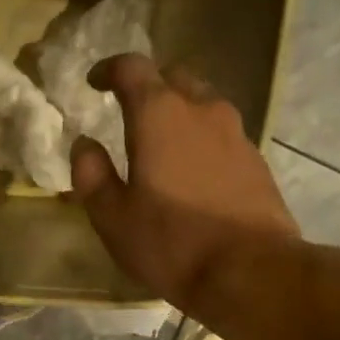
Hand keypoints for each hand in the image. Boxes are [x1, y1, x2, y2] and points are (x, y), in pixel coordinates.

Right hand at [70, 54, 299, 314]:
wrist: (250, 270)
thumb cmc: (170, 242)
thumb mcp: (113, 217)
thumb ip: (91, 174)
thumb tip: (84, 145)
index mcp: (159, 115)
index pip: (132, 68)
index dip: (109, 70)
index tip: (94, 82)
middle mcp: (202, 110)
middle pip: (173, 78)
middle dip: (148, 86)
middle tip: (128, 110)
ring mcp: (235, 133)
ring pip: (202, 104)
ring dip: (178, 113)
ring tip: (160, 143)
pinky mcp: (255, 160)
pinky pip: (220, 134)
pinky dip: (200, 139)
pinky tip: (191, 171)